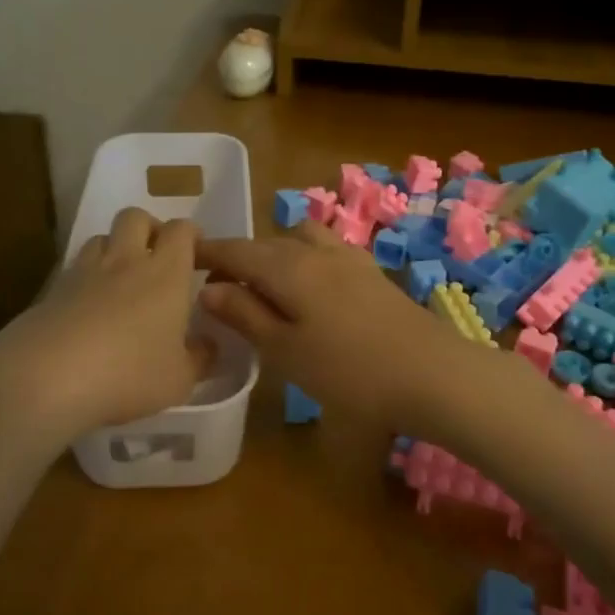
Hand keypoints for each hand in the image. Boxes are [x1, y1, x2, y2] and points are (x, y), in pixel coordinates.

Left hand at [0, 208, 214, 436]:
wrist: (46, 378)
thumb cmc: (128, 374)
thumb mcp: (179, 379)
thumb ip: (200, 359)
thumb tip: (208, 345)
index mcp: (165, 273)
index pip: (181, 230)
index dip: (190, 234)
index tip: (197, 252)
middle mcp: (125, 261)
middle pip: (136, 217)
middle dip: (150, 228)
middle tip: (157, 257)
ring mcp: (84, 272)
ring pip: (101, 238)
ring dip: (115, 248)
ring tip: (121, 278)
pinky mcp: (51, 290)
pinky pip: (74, 269)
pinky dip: (86, 277)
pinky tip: (88, 308)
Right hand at [197, 223, 491, 435]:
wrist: (431, 373)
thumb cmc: (349, 371)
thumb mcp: (285, 350)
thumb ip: (245, 315)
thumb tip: (208, 288)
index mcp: (288, 267)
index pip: (237, 250)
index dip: (209, 252)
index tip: (183, 257)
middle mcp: (317, 252)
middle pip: (268, 243)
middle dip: (239, 255)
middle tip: (218, 281)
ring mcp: (349, 259)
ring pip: (300, 240)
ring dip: (276, 253)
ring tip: (265, 283)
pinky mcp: (372, 273)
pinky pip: (326, 250)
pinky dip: (304, 258)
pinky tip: (309, 286)